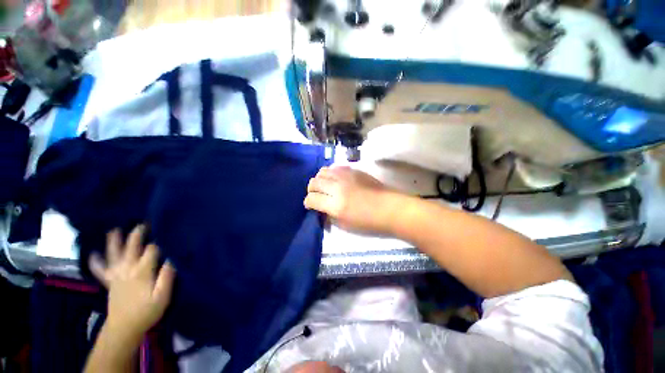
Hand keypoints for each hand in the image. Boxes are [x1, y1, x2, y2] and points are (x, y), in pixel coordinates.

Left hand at [89, 225, 175, 339]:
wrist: (124, 328)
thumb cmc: (147, 311)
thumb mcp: (162, 296)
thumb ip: (167, 276)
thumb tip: (173, 258)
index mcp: (142, 272)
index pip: (151, 250)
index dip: (158, 239)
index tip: (165, 230)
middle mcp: (127, 269)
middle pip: (132, 247)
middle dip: (137, 234)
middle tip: (143, 223)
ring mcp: (116, 275)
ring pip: (113, 254)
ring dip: (113, 242)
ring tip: (114, 230)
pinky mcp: (109, 282)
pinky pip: (100, 270)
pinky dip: (96, 262)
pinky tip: (93, 254)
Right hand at [305, 166, 401, 234]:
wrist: (389, 208)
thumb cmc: (369, 222)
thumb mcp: (345, 225)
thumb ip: (328, 215)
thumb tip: (320, 208)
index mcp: (336, 205)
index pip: (311, 199)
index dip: (308, 202)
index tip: (311, 205)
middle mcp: (338, 188)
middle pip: (314, 182)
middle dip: (311, 190)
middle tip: (316, 195)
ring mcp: (346, 176)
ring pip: (322, 171)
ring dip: (319, 179)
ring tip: (325, 186)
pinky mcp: (353, 170)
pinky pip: (334, 167)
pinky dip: (330, 173)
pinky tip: (335, 179)